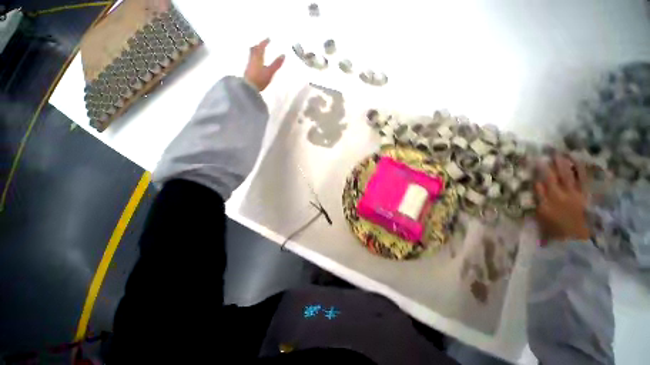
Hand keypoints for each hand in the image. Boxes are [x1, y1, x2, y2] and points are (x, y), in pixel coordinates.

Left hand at [244, 38, 284, 91]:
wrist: (248, 88)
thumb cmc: (260, 79)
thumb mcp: (270, 72)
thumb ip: (276, 64)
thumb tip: (283, 55)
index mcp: (258, 58)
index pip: (261, 47)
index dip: (264, 42)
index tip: (268, 38)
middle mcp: (252, 59)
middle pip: (254, 50)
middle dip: (258, 46)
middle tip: (260, 44)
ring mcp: (249, 66)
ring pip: (251, 56)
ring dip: (255, 52)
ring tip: (258, 53)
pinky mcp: (248, 72)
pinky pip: (251, 62)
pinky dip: (254, 60)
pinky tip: (255, 64)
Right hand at [535, 155, 590, 241]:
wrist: (580, 241)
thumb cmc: (557, 233)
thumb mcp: (542, 223)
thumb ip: (537, 207)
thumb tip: (534, 192)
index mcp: (545, 204)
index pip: (538, 186)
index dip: (534, 174)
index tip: (531, 164)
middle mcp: (558, 196)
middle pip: (551, 177)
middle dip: (546, 165)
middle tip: (543, 153)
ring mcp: (573, 195)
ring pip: (567, 175)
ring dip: (563, 164)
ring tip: (561, 153)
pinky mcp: (585, 195)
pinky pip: (583, 179)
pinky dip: (580, 170)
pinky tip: (578, 161)